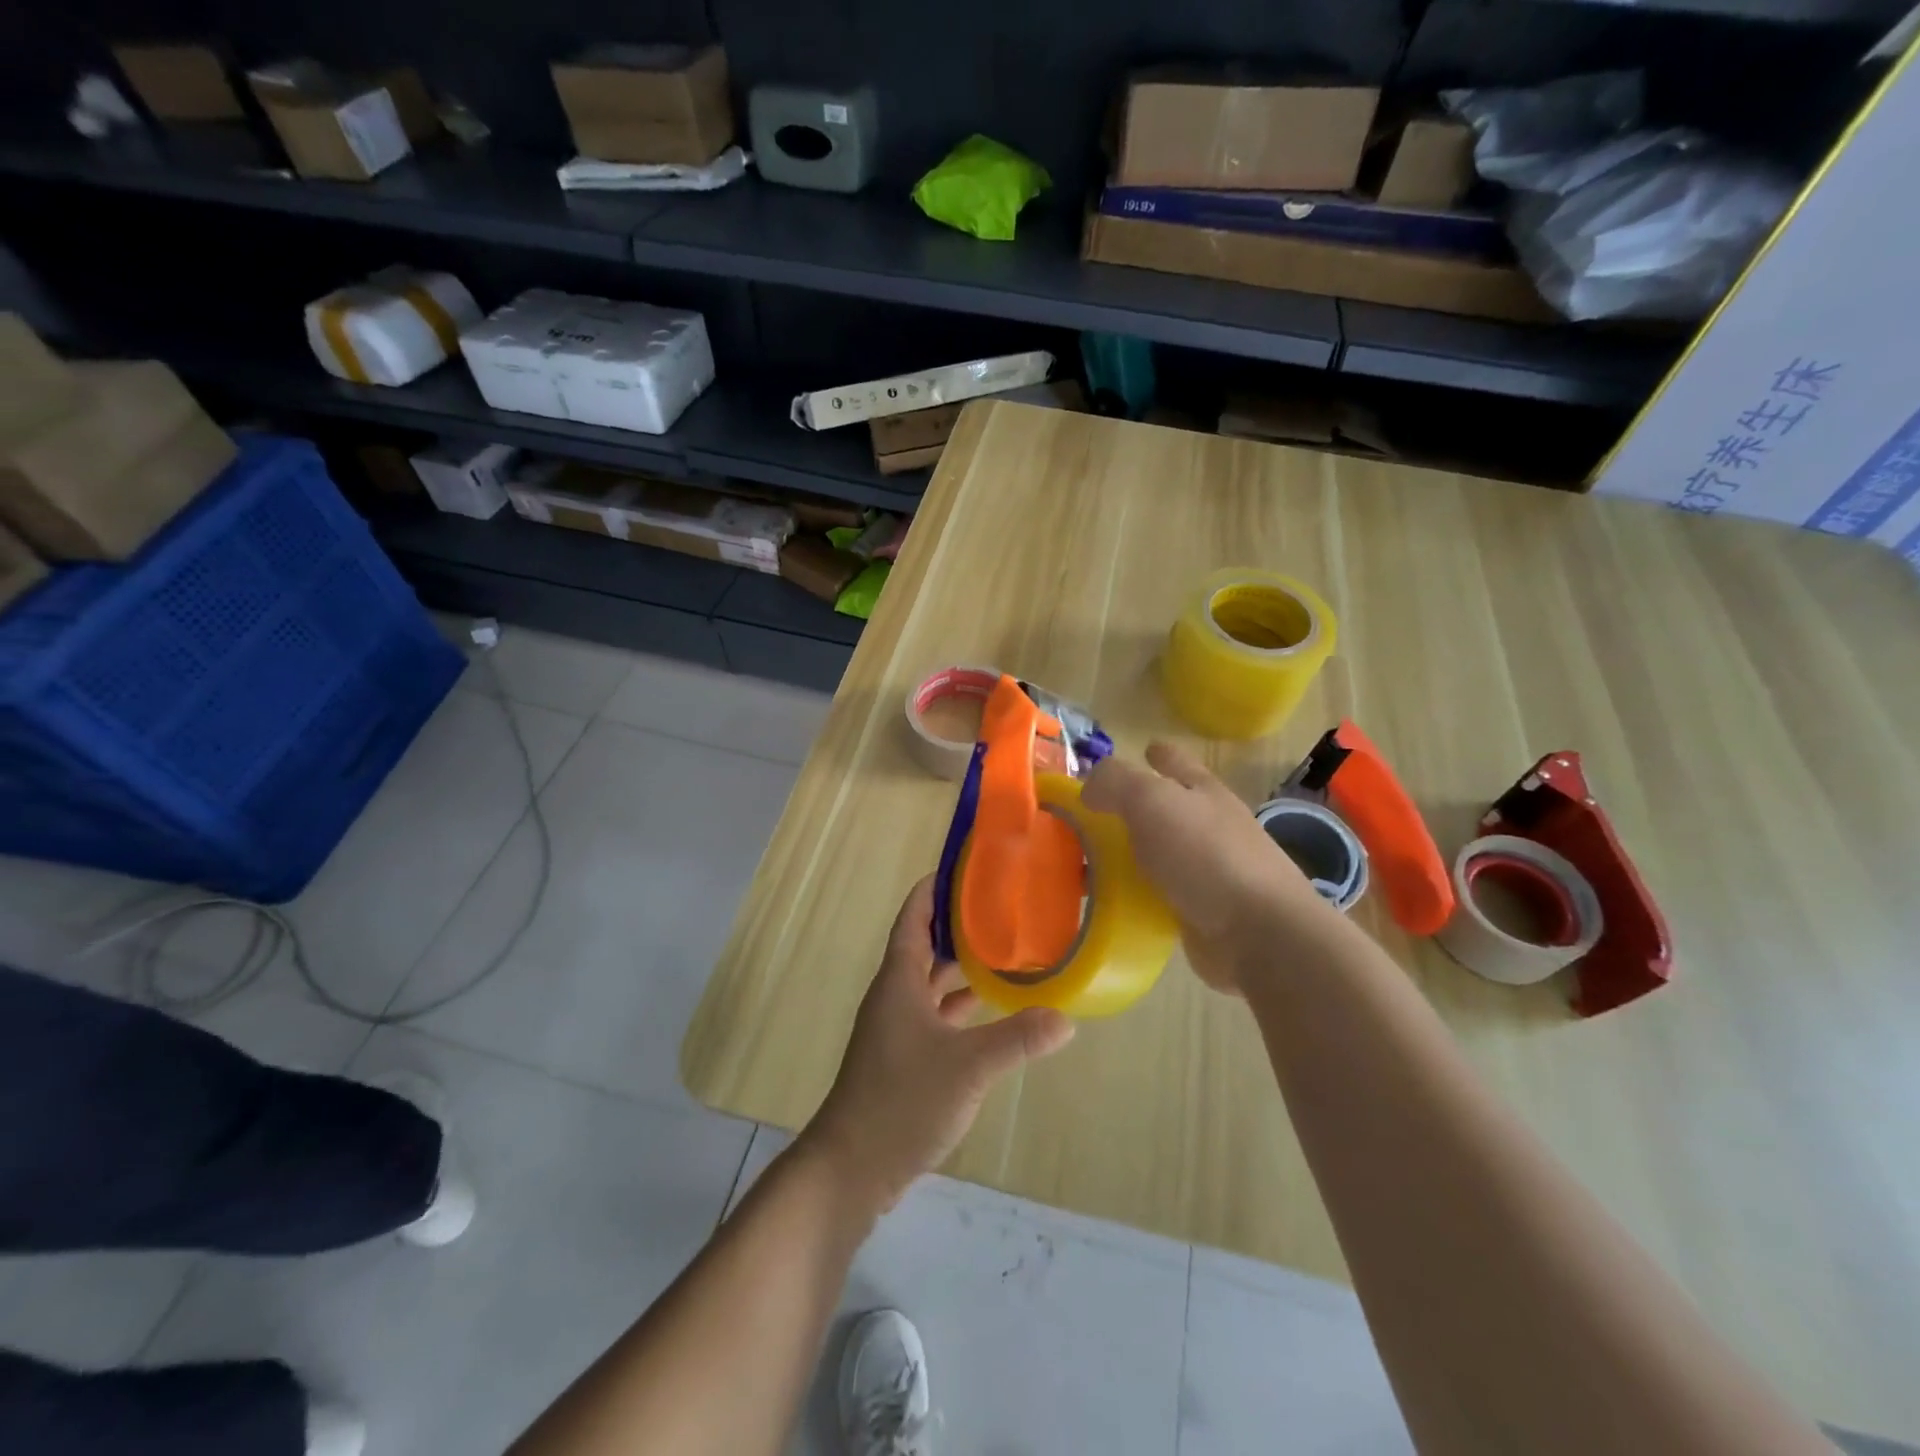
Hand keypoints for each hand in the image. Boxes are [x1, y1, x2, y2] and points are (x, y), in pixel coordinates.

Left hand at [802, 876, 1074, 1211]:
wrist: (852, 1167)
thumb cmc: (902, 1100)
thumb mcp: (968, 1066)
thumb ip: (1018, 1039)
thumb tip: (1065, 1018)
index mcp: (899, 980)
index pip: (914, 917)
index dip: (934, 889)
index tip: (966, 869)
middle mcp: (895, 996)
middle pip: (924, 945)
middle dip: (957, 924)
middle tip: (1001, 908)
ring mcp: (897, 1029)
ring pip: (930, 982)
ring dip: (960, 966)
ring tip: (1004, 950)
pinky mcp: (904, 1058)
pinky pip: (935, 1014)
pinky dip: (959, 1005)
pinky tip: (989, 1009)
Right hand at [1082, 741, 1335, 993]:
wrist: (1257, 932)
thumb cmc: (1205, 854)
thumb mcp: (1151, 800)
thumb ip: (1115, 783)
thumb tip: (1089, 790)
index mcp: (1202, 791)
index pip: (1176, 761)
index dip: (1157, 754)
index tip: (1139, 752)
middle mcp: (1208, 826)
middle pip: (1165, 809)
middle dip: (1132, 809)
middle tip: (1088, 817)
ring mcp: (1208, 871)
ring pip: (1158, 854)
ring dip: (1128, 856)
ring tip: (1086, 862)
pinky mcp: (1201, 911)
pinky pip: (1157, 895)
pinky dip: (1134, 895)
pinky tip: (1109, 901)